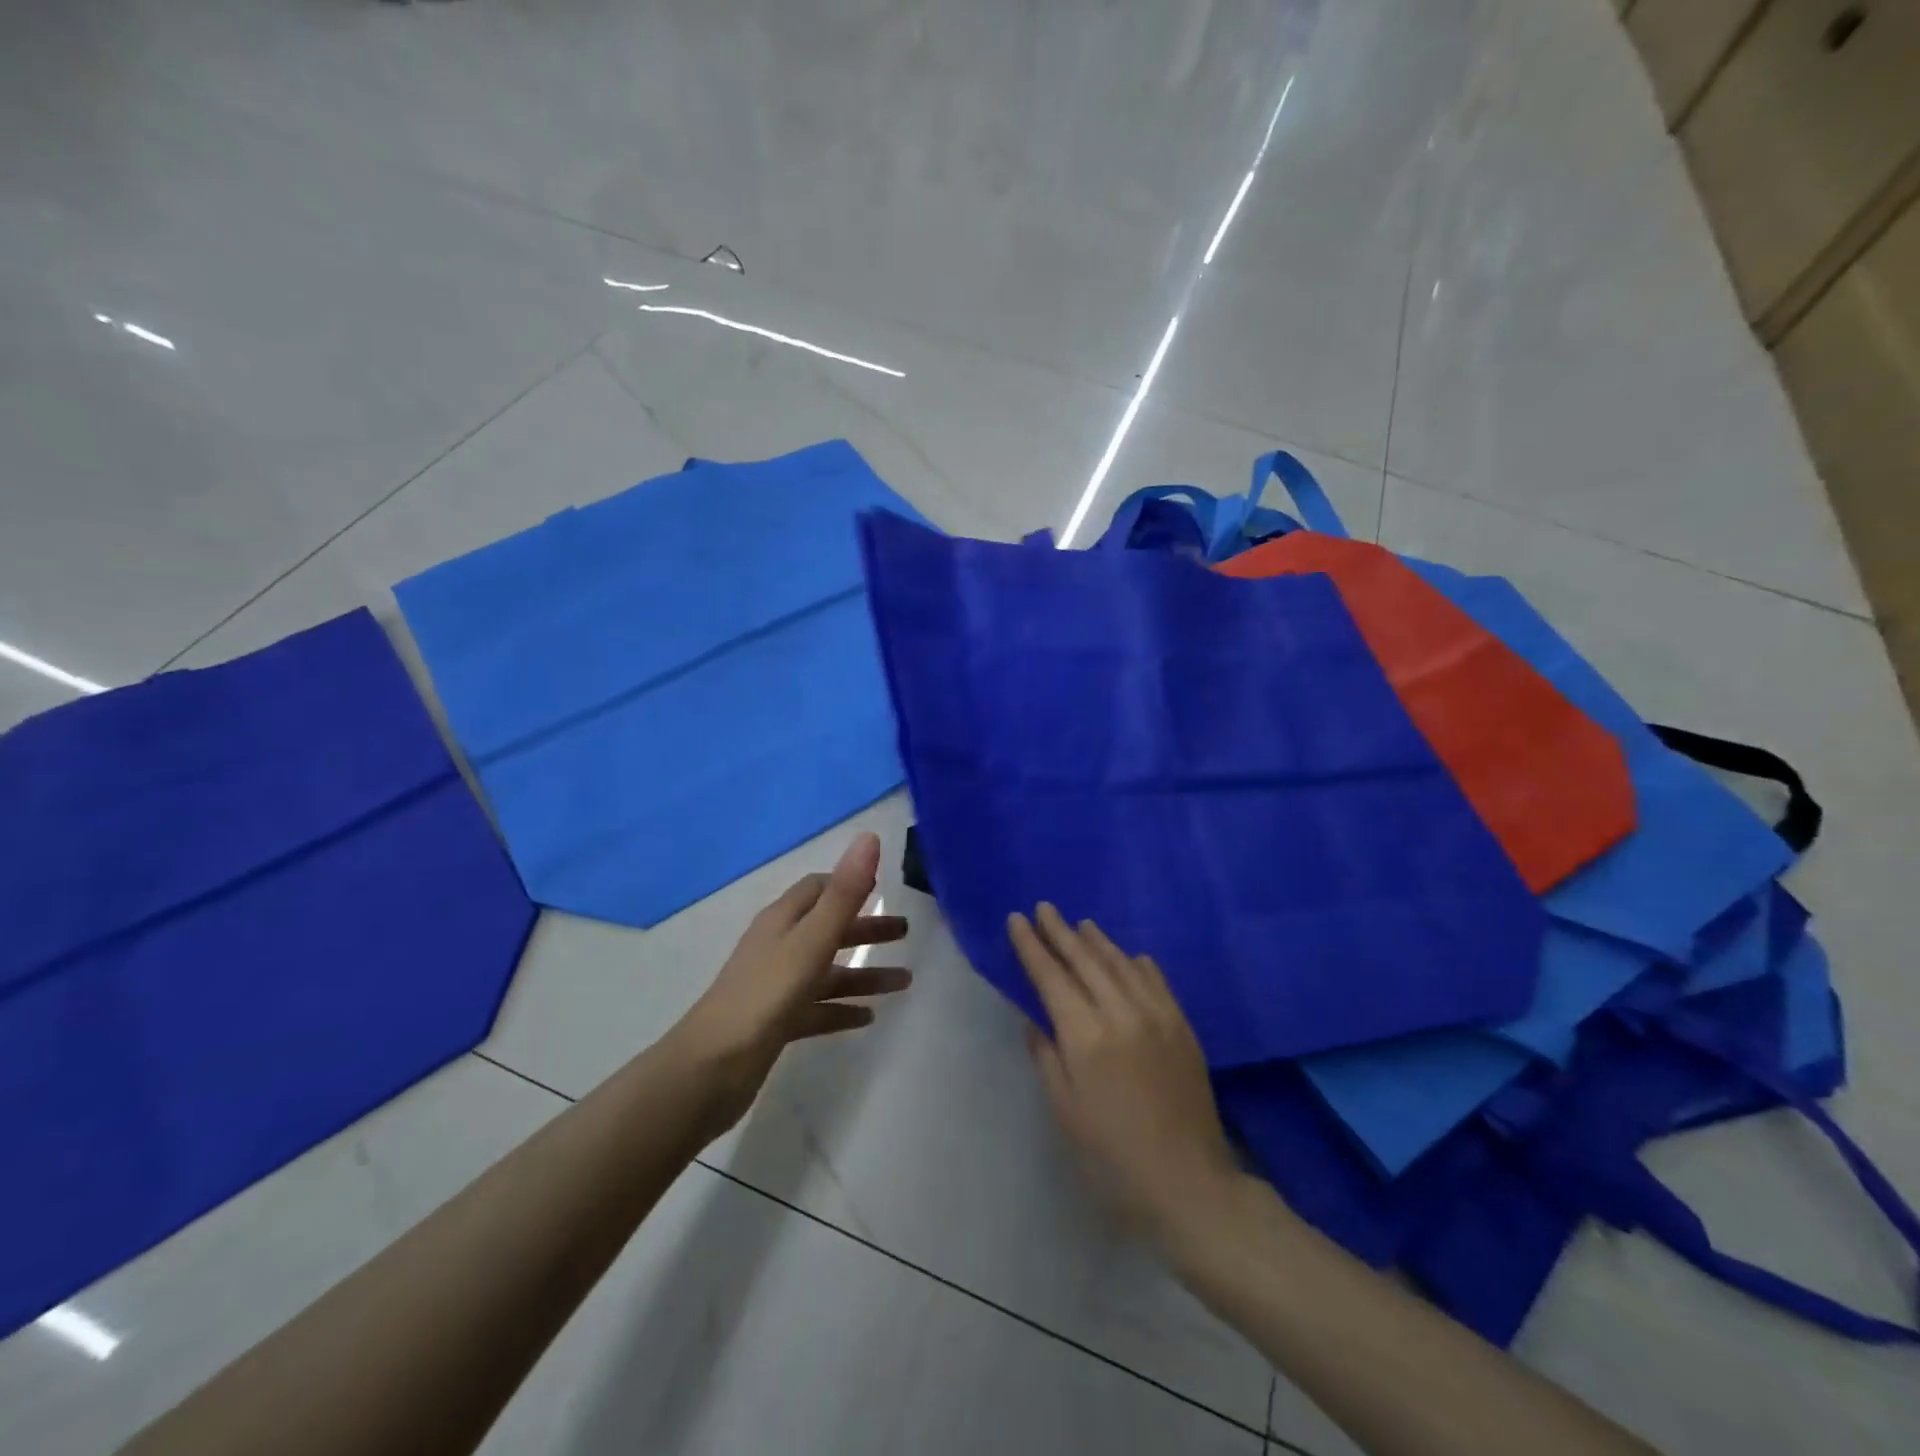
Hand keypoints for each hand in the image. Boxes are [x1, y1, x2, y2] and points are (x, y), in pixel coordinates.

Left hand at [673, 833, 910, 1139]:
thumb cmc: (765, 995)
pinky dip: (842, 1009)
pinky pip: (818, 1008)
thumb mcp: (811, 941)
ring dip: (864, 974)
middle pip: (828, 929)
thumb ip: (844, 894)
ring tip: (904, 983)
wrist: (710, 1069)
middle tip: (906, 933)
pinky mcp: (776, 1023)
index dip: (849, 884)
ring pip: (827, 972)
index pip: (818, 889)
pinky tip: (868, 1018)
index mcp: (783, 921)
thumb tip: (869, 838)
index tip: (884, 887)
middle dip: (866, 929)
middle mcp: (778, 947)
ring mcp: (775, 987)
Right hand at [1010, 905, 1243, 1246]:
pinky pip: (1156, 980)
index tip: (1017, 919)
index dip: (1031, 946)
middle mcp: (1121, 1012)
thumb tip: (1034, 1016)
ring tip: (1080, 923)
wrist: (1189, 1184)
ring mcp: (1157, 1015)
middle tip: (1043, 908)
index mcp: (1085, 1035)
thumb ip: (1046, 1054)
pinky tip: (1130, 955)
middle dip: (1059, 932)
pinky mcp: (1182, 1025)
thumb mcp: (1065, 1109)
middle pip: (1084, 959)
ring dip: (1097, 940)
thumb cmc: (1111, 1156)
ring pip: (1120, 963)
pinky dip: (1137, 962)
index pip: (1050, 976)